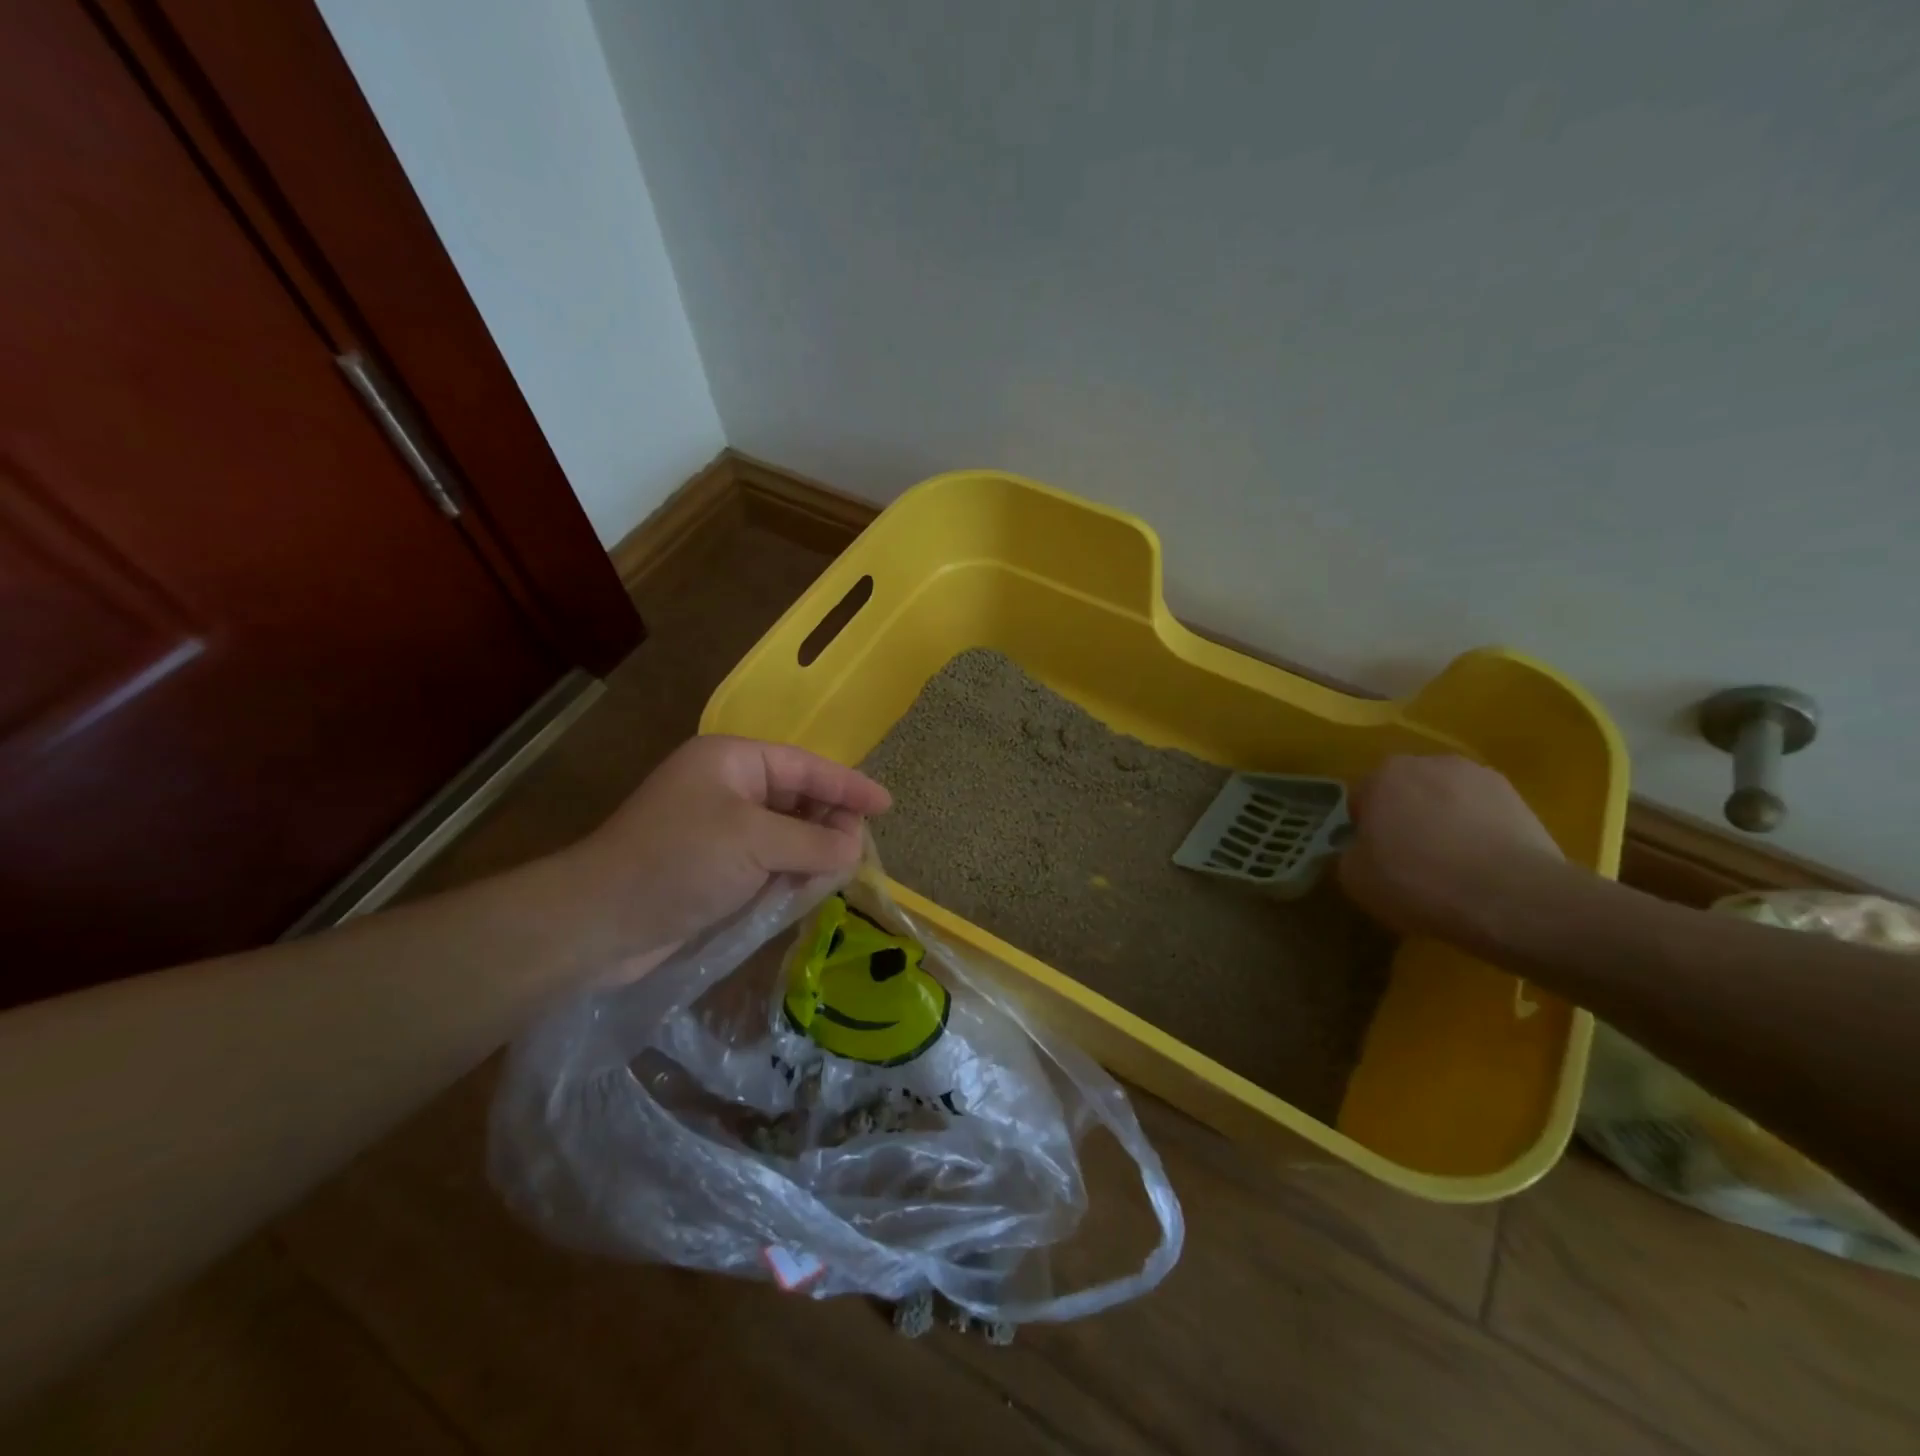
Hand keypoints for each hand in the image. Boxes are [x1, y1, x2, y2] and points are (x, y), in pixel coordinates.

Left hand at [563, 734, 890, 960]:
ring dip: (810, 853)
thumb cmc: (679, 862)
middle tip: (856, 852)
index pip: (805, 766)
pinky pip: (767, 861)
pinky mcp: (713, 866)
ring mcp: (718, 828)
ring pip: (785, 834)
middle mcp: (727, 787)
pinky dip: (788, 874)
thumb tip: (854, 848)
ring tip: (834, 875)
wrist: (599, 922)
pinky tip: (803, 890)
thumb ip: (814, 842)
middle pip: (797, 799)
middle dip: (828, 824)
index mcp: (732, 762)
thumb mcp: (755, 843)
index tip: (886, 805)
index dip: (849, 786)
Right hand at [1337, 755, 1562, 946]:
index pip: (1363, 798)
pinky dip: (1481, 834)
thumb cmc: (1416, 880)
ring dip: (1447, 822)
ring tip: (1453, 867)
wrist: (1510, 897)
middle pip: (1409, 792)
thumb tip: (1364, 850)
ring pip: (1450, 801)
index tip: (1374, 857)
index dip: (1365, 829)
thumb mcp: (1355, 877)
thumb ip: (1352, 852)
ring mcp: (1482, 778)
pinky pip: (1486, 816)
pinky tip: (1484, 869)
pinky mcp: (1522, 801)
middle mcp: (1431, 763)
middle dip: (1407, 817)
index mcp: (1384, 774)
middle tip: (1410, 859)